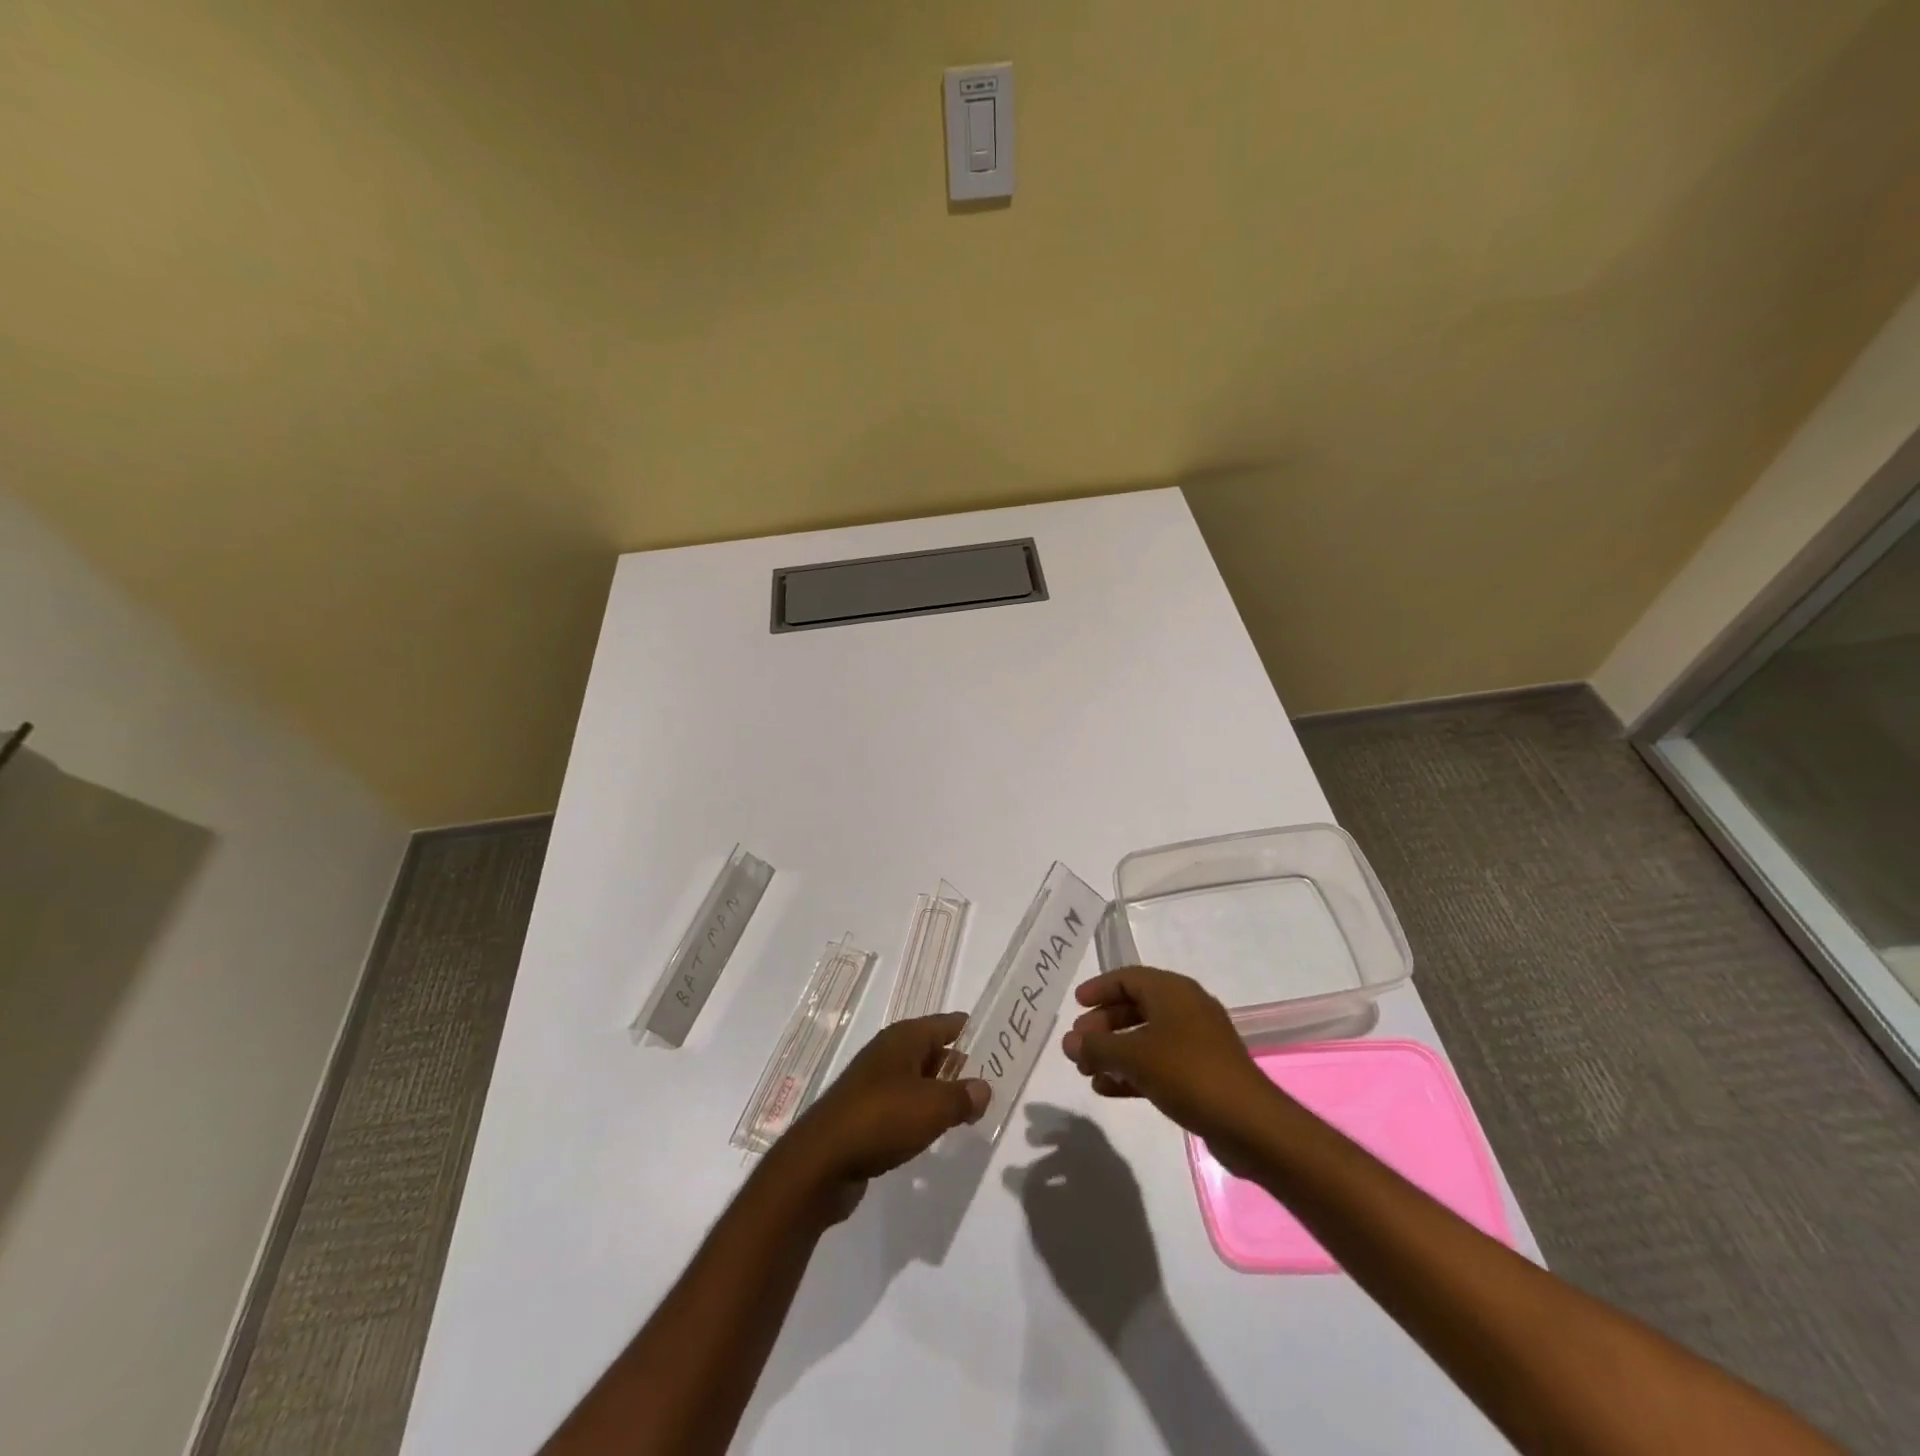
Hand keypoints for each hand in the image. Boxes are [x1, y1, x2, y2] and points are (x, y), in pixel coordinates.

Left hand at [775, 1013, 989, 1217]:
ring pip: (920, 1081)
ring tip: (974, 1111)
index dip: (976, 1032)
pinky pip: (905, 1106)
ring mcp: (876, 1083)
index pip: (949, 1024)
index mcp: (904, 1038)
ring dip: (943, 1094)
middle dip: (963, 1067)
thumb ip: (963, 1096)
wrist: (821, 1163)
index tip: (1004, 1044)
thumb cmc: (881, 1120)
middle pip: (935, 1051)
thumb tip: (983, 1088)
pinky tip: (937, 1132)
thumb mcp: (932, 1107)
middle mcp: (889, 1053)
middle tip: (996, 1085)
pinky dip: (923, 1115)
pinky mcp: (867, 1114)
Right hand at [1060, 967, 1280, 1170]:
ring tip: (1086, 1071)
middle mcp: (1185, 1008)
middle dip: (1103, 1026)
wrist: (1249, 1124)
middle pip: (1134, 1008)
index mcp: (1172, 991)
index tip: (1075, 1006)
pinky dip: (1133, 1071)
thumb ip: (1097, 1047)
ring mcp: (1196, 1042)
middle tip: (1078, 1045)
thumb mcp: (1134, 1056)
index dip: (1099, 989)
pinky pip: (1158, 1063)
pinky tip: (1108, 1090)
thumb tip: (1068, 1041)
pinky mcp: (1201, 1072)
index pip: (1127, 978)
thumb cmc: (1187, 1073)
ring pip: (1145, 1038)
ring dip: (1114, 1052)